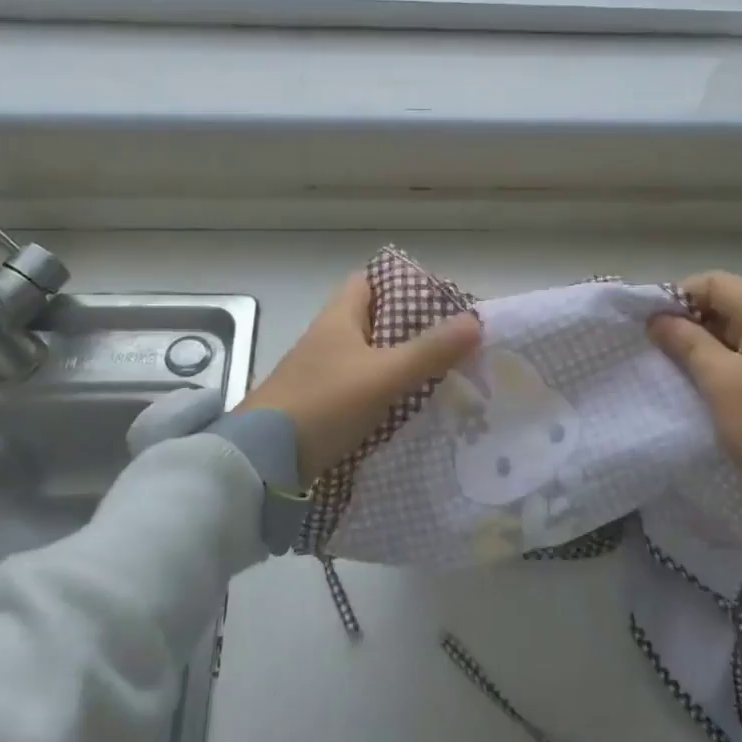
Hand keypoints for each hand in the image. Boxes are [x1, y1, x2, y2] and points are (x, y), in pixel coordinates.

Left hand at [240, 273, 481, 483]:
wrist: (265, 460)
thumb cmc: (325, 403)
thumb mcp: (384, 375)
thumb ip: (429, 351)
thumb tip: (476, 321)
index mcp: (338, 318)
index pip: (367, 281)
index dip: (399, 284)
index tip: (436, 301)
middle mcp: (326, 339)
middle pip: (372, 320)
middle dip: (409, 328)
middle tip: (449, 342)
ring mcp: (319, 373)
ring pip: (367, 356)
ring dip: (398, 362)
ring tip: (439, 374)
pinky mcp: (318, 405)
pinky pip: (359, 387)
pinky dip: (383, 391)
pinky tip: (408, 407)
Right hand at [648, 271, 741, 505]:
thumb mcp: (721, 382)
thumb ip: (686, 343)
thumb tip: (658, 319)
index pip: (713, 283)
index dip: (677, 297)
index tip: (650, 325)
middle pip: (725, 303)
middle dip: (687, 322)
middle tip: (656, 349)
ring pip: (733, 331)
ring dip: (701, 345)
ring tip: (673, 368)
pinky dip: (720, 362)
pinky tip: (701, 383)